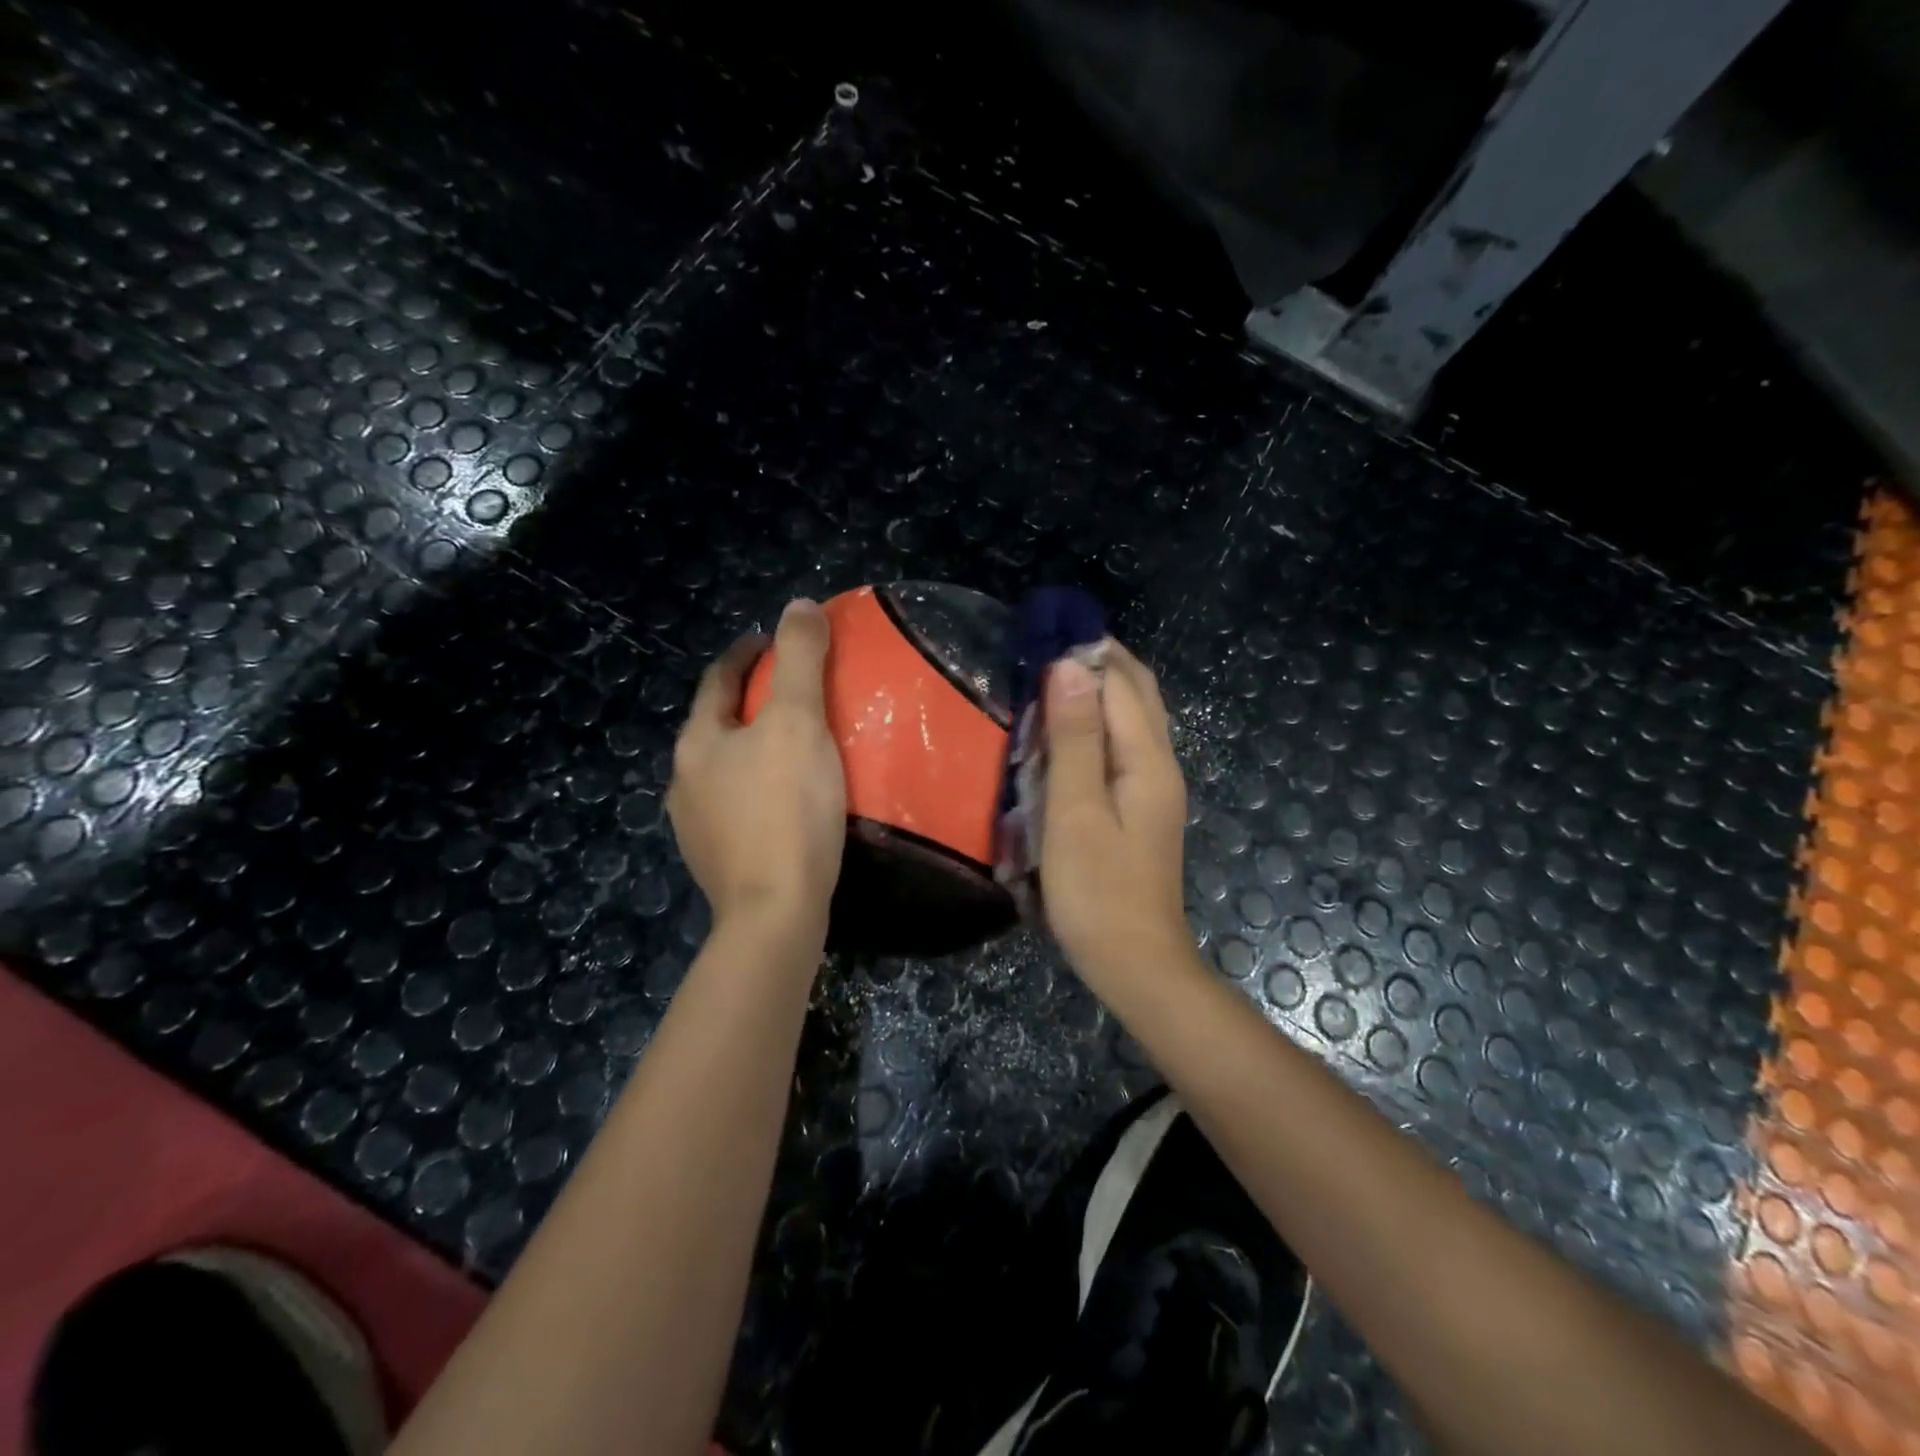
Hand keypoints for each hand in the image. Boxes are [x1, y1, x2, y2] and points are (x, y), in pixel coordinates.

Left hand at [668, 599, 846, 941]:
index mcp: (699, 742)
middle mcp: (685, 780)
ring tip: (796, 747)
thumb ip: (800, 660)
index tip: (775, 641)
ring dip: (754, 749)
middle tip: (796, 693)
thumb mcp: (799, 722)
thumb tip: (798, 605)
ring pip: (727, 770)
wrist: (776, 913)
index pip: (719, 680)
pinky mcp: (717, 862)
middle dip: (751, 703)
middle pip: (719, 725)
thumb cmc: (788, 809)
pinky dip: (760, 790)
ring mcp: (696, 826)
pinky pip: (739, 808)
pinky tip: (788, 802)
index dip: (747, 654)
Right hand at [1040, 642, 1190, 986]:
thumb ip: (1075, 738)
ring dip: (1095, 693)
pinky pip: (1122, 748)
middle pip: (1136, 693)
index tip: (1038, 634)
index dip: (1084, 651)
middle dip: (1096, 663)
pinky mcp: (1141, 808)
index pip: (1120, 681)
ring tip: (1045, 685)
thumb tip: (1071, 666)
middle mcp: (1160, 763)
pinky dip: (1096, 726)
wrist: (1135, 962)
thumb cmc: (1096, 889)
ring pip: (1131, 719)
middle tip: (1041, 652)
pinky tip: (1063, 738)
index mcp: (1147, 758)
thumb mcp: (1075, 810)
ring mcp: (1154, 788)